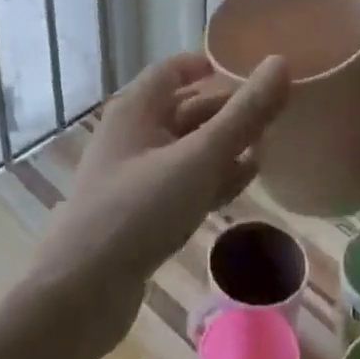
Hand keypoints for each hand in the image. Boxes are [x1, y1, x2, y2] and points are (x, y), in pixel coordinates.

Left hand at [34, 51, 290, 358]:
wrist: (78, 295)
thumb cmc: (139, 210)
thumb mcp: (199, 159)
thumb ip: (244, 114)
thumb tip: (280, 63)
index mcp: (137, 108)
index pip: (175, 69)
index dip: (211, 66)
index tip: (252, 71)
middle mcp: (133, 134)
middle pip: (187, 109)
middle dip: (228, 111)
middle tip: (275, 114)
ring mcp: (135, 176)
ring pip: (188, 149)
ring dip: (224, 147)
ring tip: (268, 149)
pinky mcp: (140, 214)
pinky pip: (183, 183)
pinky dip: (211, 179)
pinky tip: (241, 185)